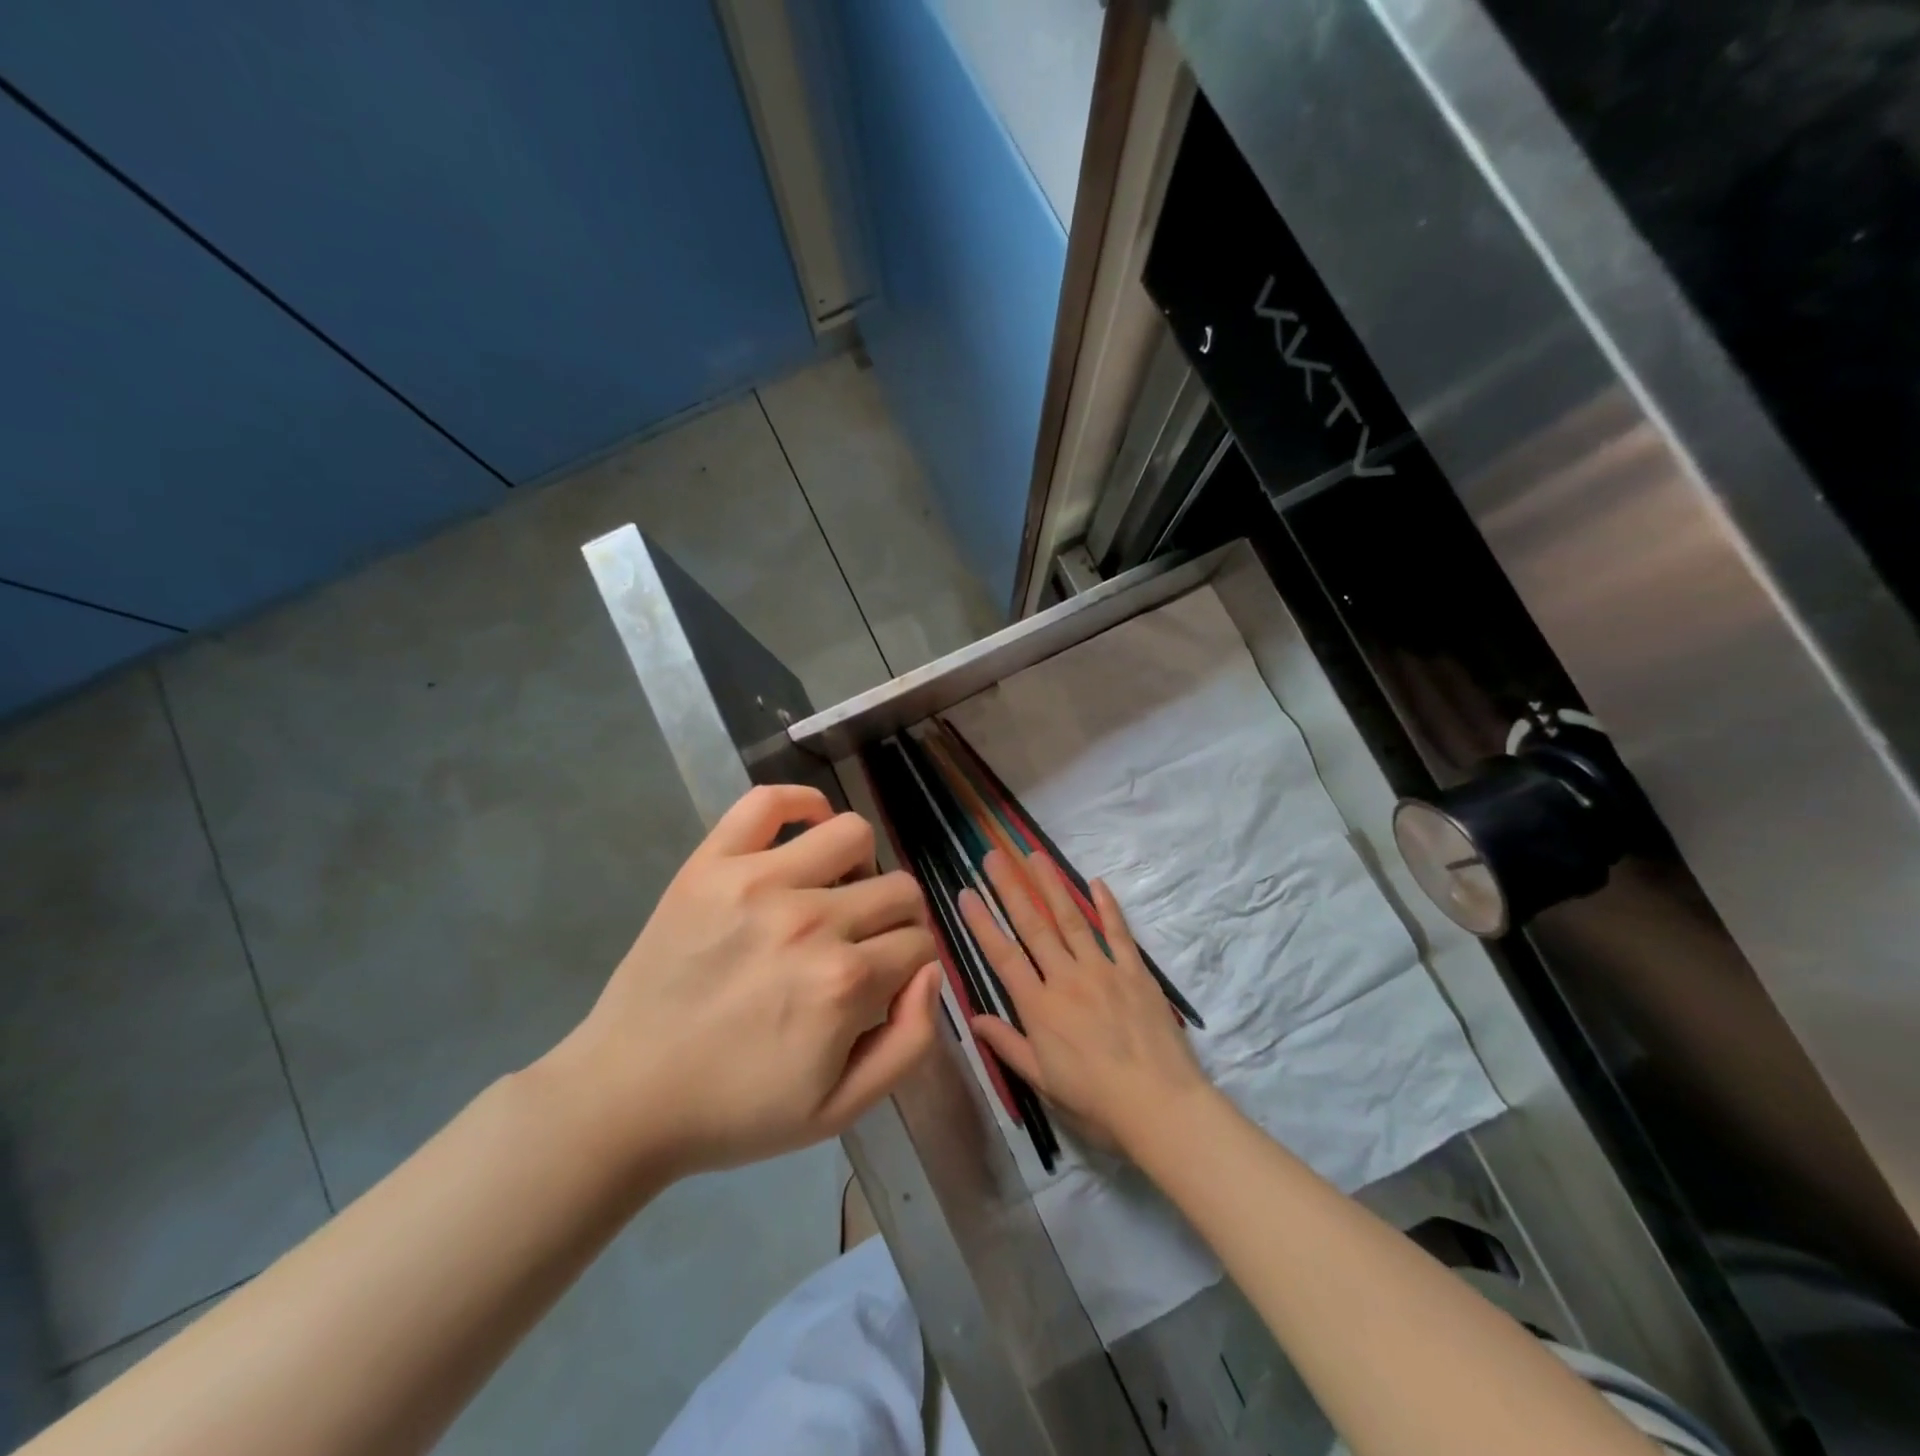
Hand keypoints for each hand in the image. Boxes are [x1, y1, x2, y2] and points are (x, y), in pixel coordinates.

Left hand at [546, 784, 940, 1176]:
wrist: (626, 1097)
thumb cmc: (737, 1109)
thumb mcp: (842, 1108)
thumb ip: (910, 1041)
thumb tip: (932, 969)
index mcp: (844, 982)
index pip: (919, 943)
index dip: (911, 964)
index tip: (886, 981)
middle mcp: (811, 920)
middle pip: (899, 889)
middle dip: (896, 920)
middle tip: (862, 945)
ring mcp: (757, 881)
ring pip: (853, 834)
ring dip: (860, 867)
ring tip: (832, 895)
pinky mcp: (711, 863)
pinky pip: (769, 800)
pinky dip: (802, 804)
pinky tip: (805, 832)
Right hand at [959, 849, 1208, 1154]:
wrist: (1160, 1106)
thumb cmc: (1096, 1102)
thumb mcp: (1042, 1081)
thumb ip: (1008, 1044)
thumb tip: (973, 1018)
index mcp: (1039, 1007)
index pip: (1003, 956)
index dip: (982, 923)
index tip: (966, 893)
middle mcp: (1066, 978)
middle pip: (1033, 926)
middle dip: (1010, 888)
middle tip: (994, 855)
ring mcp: (1102, 970)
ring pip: (1071, 919)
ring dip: (1051, 885)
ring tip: (1035, 855)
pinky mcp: (1135, 971)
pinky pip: (1118, 932)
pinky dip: (1107, 906)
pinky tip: (1095, 882)